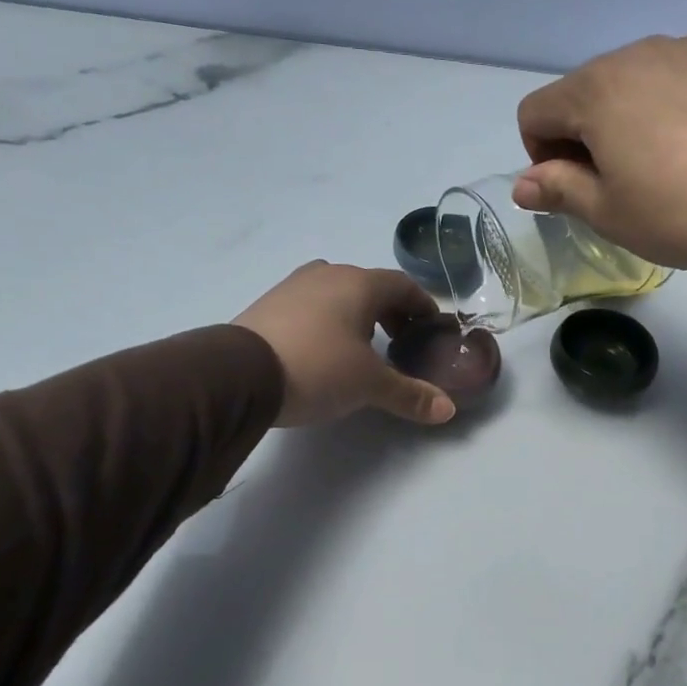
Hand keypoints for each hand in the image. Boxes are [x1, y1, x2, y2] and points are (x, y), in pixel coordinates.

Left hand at [233, 262, 456, 427]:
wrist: (239, 375)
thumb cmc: (318, 368)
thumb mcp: (369, 385)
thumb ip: (410, 394)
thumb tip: (448, 410)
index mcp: (358, 283)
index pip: (403, 286)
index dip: (422, 306)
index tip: (431, 328)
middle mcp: (327, 274)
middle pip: (370, 287)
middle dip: (390, 313)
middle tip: (401, 342)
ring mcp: (293, 287)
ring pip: (338, 294)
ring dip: (358, 316)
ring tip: (364, 348)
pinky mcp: (268, 305)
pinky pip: (312, 306)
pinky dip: (329, 322)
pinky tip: (325, 351)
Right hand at [513, 33, 686, 292]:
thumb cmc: (684, 212)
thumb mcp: (609, 214)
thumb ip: (558, 190)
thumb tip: (523, 183)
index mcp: (596, 89)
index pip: (535, 112)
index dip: (541, 158)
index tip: (576, 192)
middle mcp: (638, 52)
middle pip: (586, 93)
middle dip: (587, 137)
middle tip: (623, 187)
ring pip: (637, 83)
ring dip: (632, 120)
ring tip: (672, 168)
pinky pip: (685, 78)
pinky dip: (678, 108)